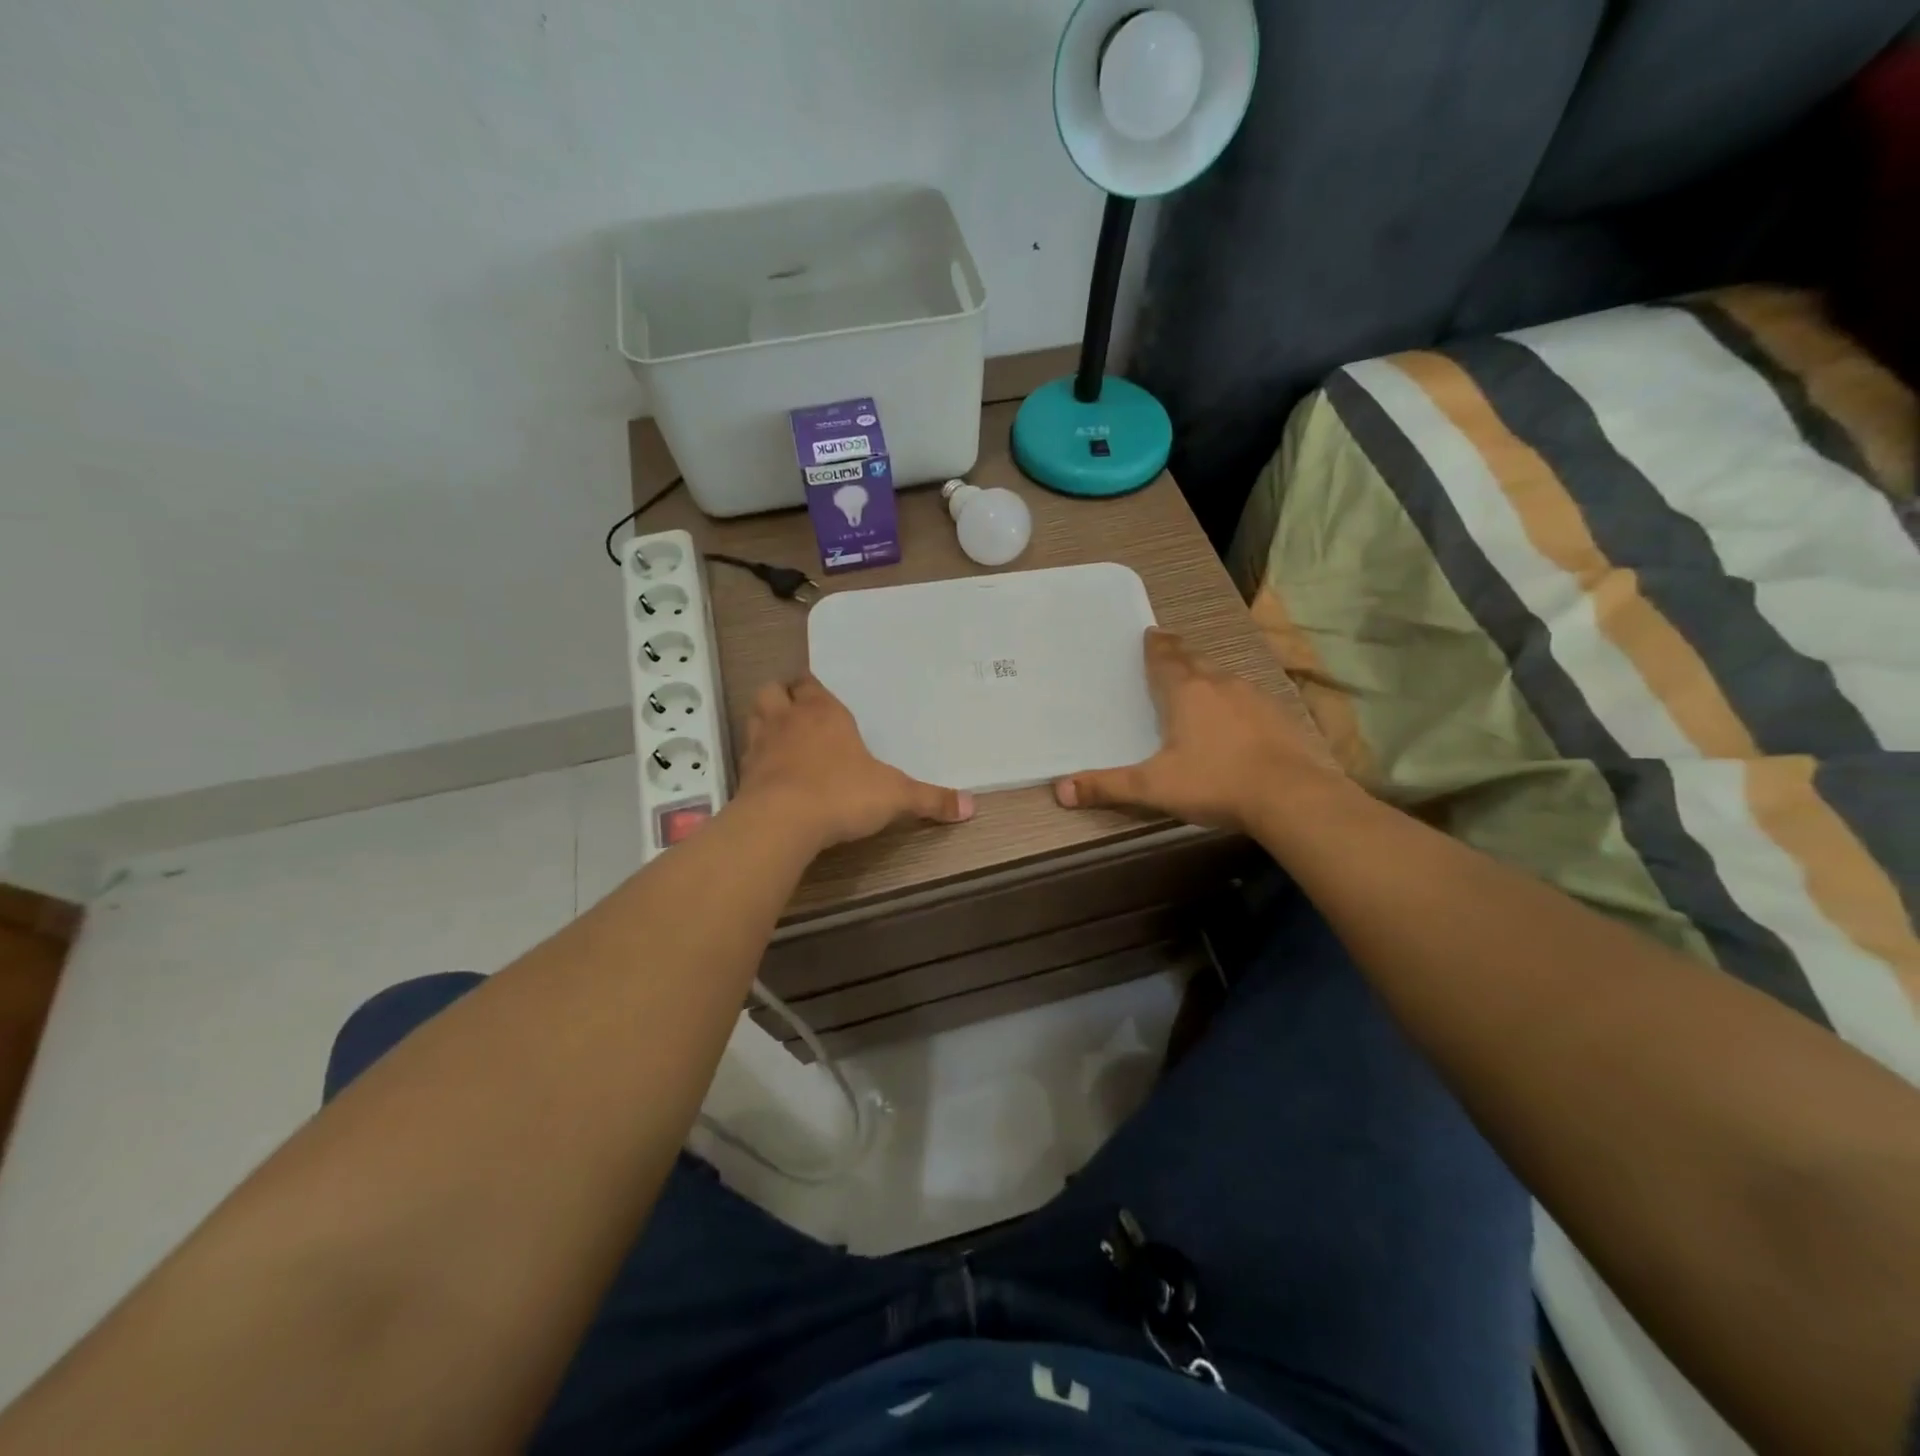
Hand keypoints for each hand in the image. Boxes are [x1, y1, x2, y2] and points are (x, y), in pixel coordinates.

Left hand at [736, 675, 972, 851]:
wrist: (782, 823)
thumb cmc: (842, 794)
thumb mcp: (895, 796)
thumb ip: (930, 799)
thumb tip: (970, 806)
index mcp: (823, 712)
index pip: (810, 683)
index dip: (814, 688)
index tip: (823, 698)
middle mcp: (788, 719)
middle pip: (774, 690)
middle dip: (783, 696)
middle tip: (798, 712)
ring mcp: (760, 744)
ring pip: (755, 715)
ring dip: (765, 720)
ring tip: (782, 737)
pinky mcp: (743, 774)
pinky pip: (747, 754)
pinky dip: (757, 758)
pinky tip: (771, 775)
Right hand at [1054, 628, 1337, 833]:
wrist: (1290, 796)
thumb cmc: (1215, 783)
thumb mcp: (1153, 788)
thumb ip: (1107, 786)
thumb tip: (1058, 790)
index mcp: (1186, 692)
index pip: (1166, 658)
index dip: (1155, 645)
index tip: (1150, 633)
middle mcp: (1220, 684)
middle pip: (1195, 660)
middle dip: (1179, 655)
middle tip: (1168, 653)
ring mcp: (1254, 697)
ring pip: (1223, 677)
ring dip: (1207, 676)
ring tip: (1197, 683)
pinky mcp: (1278, 715)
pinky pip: (1248, 697)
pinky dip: (1234, 700)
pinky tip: (1235, 718)